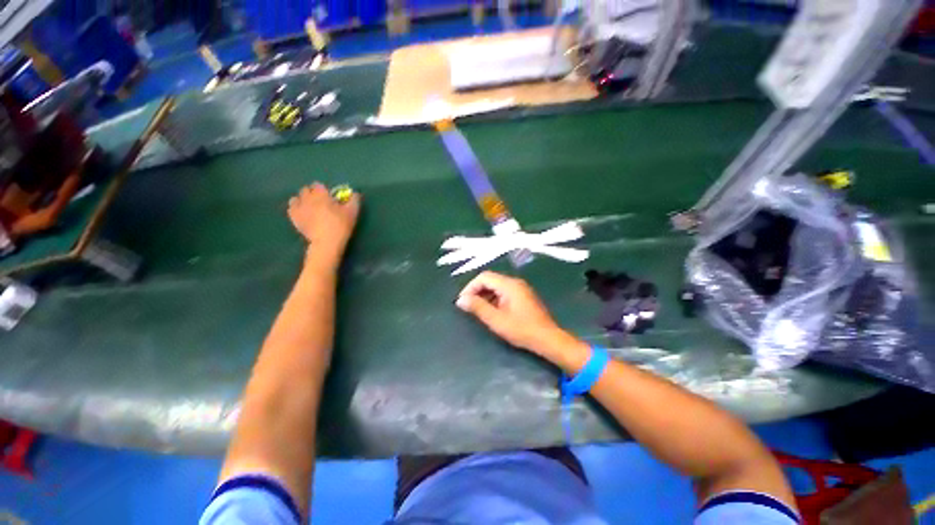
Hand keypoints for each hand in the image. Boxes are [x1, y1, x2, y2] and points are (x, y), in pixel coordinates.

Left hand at [288, 183, 360, 264]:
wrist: (327, 242)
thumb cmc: (341, 225)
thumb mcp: (352, 212)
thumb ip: (354, 200)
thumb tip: (355, 193)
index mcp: (321, 194)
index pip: (318, 185)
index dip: (323, 190)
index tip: (329, 197)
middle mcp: (307, 198)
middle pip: (305, 190)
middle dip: (312, 194)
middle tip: (320, 203)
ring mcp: (298, 208)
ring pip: (296, 198)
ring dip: (302, 200)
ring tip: (310, 208)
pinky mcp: (293, 218)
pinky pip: (291, 208)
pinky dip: (296, 209)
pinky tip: (303, 214)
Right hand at [456, 271, 575, 355]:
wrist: (548, 339)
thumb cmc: (522, 329)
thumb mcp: (496, 320)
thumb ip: (478, 307)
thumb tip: (461, 300)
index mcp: (509, 284)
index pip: (484, 277)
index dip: (470, 287)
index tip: (463, 301)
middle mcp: (515, 282)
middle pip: (490, 279)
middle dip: (477, 291)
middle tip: (468, 306)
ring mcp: (520, 288)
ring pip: (496, 286)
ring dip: (485, 295)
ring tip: (478, 310)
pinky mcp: (523, 296)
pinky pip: (504, 292)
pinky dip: (494, 298)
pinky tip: (492, 311)